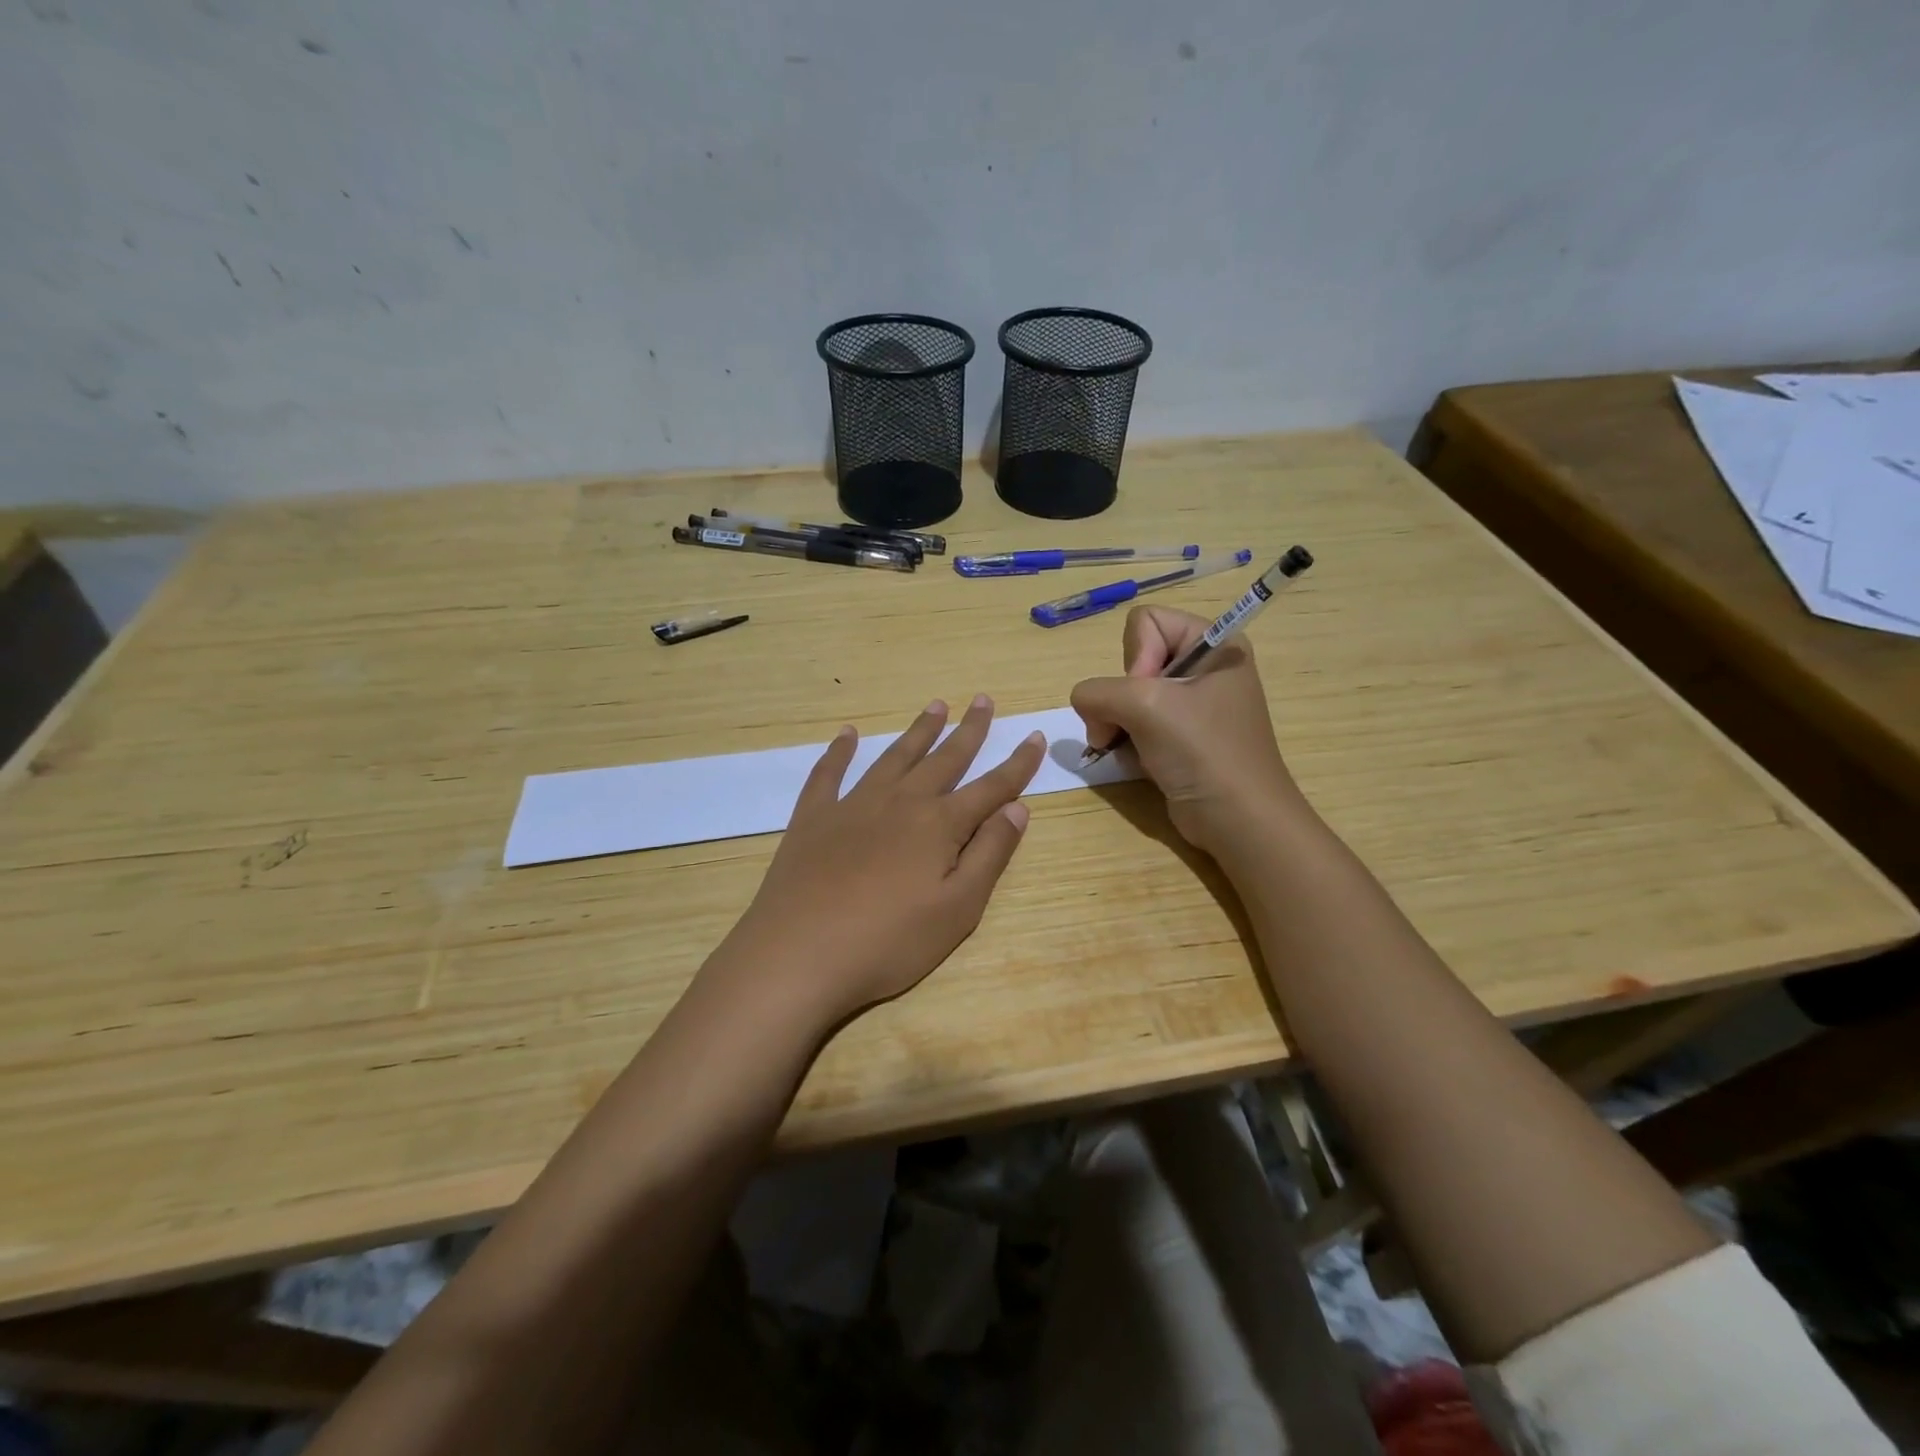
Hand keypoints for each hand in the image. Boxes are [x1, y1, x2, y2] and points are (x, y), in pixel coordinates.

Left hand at [709, 696, 1044, 1030]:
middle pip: (944, 759)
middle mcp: (900, 802)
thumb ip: (990, 854)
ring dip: (918, 731)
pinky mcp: (814, 818)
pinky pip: (829, 774)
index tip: (1035, 736)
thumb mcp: (958, 909)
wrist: (800, 953)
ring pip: (894, 757)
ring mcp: (853, 805)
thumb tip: (1017, 807)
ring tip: (936, 706)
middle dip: (969, 730)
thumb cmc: (889, 941)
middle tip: (984, 700)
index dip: (1017, 764)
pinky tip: (847, 734)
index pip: (991, 787)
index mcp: (939, 825)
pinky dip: (840, 751)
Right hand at [1070, 606, 1301, 852]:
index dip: (1136, 657)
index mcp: (1213, 643)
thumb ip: (1098, 691)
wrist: (1238, 820)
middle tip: (1132, 726)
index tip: (1148, 695)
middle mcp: (1203, 667)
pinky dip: (1126, 740)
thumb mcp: (1146, 706)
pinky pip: (1134, 722)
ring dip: (1117, 723)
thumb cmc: (1203, 752)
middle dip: (1121, 697)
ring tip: (1126, 748)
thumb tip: (1085, 705)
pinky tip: (1136, 761)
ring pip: (1125, 694)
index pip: (1145, 622)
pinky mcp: (1179, 735)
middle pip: (1132, 659)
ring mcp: (1191, 704)